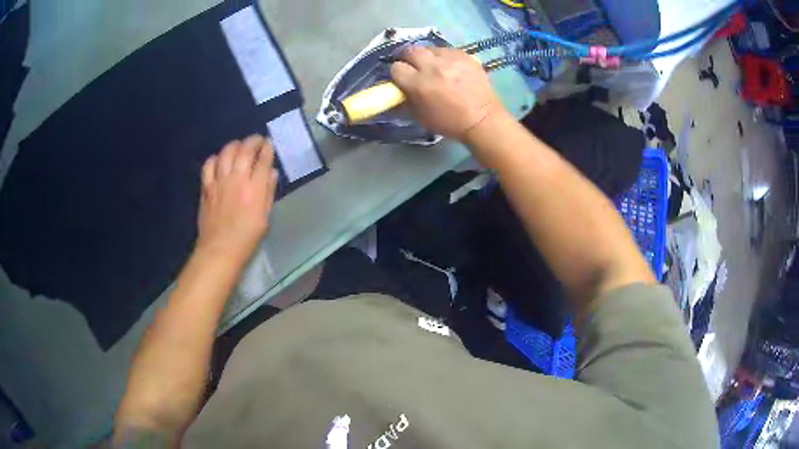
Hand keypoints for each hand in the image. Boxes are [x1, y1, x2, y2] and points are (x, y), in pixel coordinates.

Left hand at [196, 135, 277, 263]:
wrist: (220, 249)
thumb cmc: (246, 237)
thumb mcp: (265, 217)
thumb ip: (268, 192)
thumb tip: (271, 172)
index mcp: (254, 189)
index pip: (263, 160)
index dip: (267, 149)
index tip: (269, 144)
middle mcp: (236, 179)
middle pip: (245, 150)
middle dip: (253, 141)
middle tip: (257, 140)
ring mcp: (219, 181)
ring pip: (226, 152)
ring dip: (235, 145)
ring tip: (240, 146)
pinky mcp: (206, 187)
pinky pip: (209, 164)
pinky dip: (215, 158)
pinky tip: (220, 160)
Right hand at [390, 46, 503, 139]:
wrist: (482, 119)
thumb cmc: (449, 122)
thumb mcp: (420, 116)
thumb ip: (406, 98)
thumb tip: (398, 87)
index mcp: (419, 84)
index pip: (396, 68)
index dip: (397, 72)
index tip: (401, 77)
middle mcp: (433, 67)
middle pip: (410, 51)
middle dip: (407, 57)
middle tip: (411, 64)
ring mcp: (450, 59)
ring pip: (429, 48)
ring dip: (427, 55)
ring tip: (431, 64)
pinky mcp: (465, 56)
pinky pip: (447, 50)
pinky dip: (443, 56)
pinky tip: (448, 65)